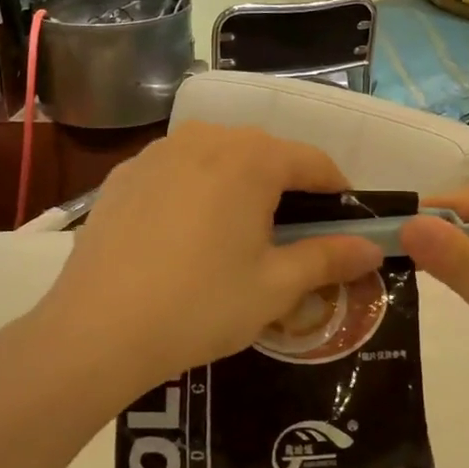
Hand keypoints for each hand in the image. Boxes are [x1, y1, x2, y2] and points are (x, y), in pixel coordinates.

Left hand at [34, 124, 382, 405]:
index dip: (338, 193)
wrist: (96, 330)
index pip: (315, 162)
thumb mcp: (275, 287)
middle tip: (293, 240)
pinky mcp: (125, 173)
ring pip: (220, 159)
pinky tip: (185, 237)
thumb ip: (329, 258)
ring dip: (241, 187)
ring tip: (237, 238)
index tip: (347, 226)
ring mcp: (159, 151)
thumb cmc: (200, 305)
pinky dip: (196, 192)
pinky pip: (178, 172)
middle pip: (266, 155)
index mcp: (253, 158)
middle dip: (288, 191)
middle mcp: (207, 137)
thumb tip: (372, 248)